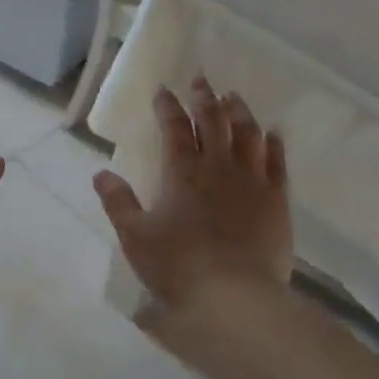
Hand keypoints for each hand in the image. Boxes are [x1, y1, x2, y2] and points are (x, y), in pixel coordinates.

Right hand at [92, 81, 292, 364]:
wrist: (235, 298)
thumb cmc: (178, 266)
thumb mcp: (135, 237)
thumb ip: (118, 202)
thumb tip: (101, 173)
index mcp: (182, 173)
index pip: (174, 128)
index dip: (168, 106)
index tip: (164, 90)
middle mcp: (218, 167)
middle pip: (213, 121)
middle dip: (205, 98)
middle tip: (201, 80)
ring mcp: (252, 181)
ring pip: (248, 134)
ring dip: (239, 112)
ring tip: (233, 97)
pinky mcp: (277, 200)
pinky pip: (277, 162)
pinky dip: (273, 143)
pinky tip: (272, 133)